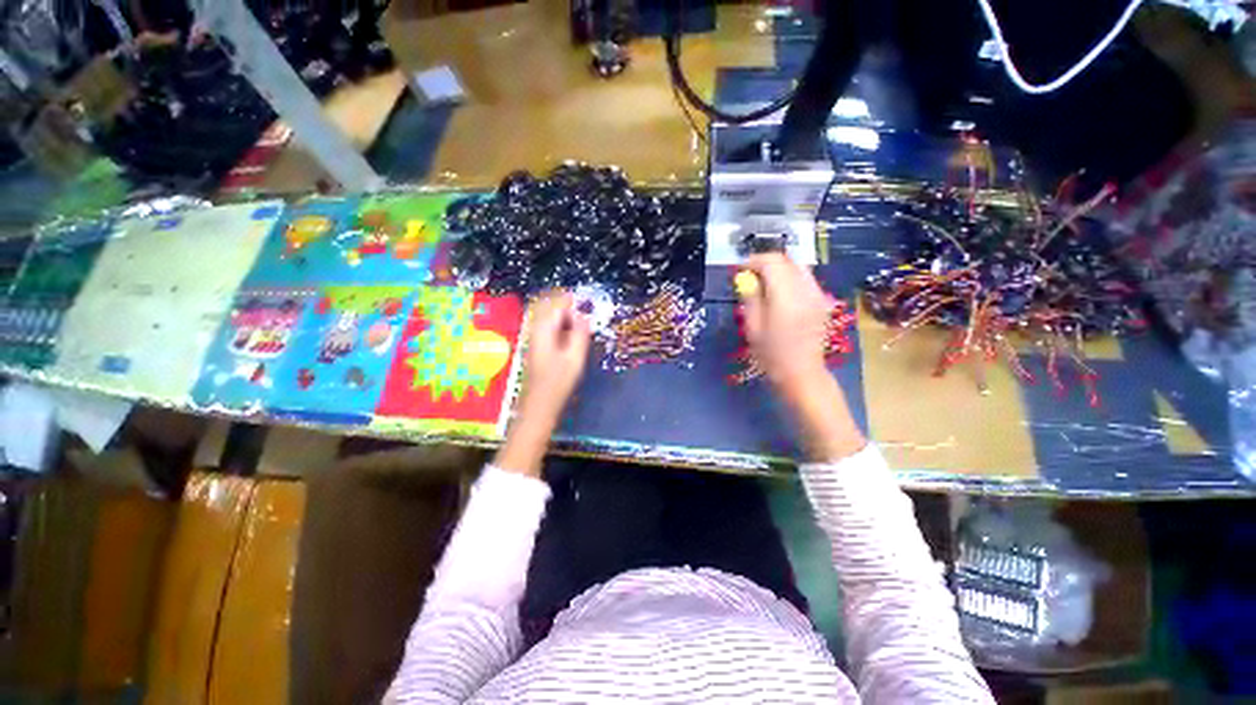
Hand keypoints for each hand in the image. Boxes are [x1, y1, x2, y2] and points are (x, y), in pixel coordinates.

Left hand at [519, 290, 591, 422]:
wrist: (540, 404)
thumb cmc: (559, 382)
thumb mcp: (575, 357)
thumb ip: (580, 333)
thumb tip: (584, 316)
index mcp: (544, 330)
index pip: (556, 305)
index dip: (571, 300)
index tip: (586, 301)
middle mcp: (536, 330)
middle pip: (548, 307)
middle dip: (565, 304)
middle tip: (583, 309)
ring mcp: (534, 338)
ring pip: (547, 317)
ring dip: (562, 314)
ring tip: (579, 321)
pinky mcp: (536, 346)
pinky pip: (547, 327)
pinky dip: (559, 324)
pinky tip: (569, 333)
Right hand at [738, 254, 833, 394]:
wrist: (802, 373)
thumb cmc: (772, 355)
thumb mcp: (753, 327)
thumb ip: (750, 298)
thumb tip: (746, 279)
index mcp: (786, 297)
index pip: (771, 263)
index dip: (753, 261)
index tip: (740, 269)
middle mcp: (805, 290)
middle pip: (787, 260)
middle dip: (766, 262)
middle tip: (750, 274)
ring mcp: (817, 295)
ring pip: (798, 267)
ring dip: (779, 268)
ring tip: (763, 282)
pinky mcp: (821, 301)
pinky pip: (805, 278)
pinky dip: (790, 277)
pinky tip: (779, 292)